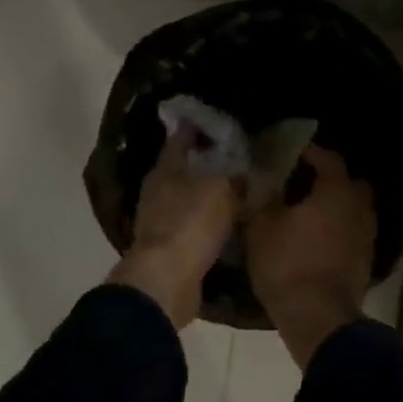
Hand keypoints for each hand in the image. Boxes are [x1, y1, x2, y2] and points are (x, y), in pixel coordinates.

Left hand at [107, 129, 237, 328]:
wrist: (167, 280)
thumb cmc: (191, 223)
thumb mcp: (222, 190)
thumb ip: (234, 176)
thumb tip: (245, 170)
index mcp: (166, 167)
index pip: (181, 137)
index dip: (199, 127)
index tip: (219, 121)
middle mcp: (157, 189)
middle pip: (182, 167)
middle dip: (205, 161)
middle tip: (234, 155)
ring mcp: (158, 219)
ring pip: (185, 196)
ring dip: (205, 192)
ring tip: (233, 187)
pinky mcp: (166, 246)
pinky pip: (190, 224)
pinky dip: (204, 220)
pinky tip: (223, 220)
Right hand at [246, 144, 376, 367]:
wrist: (319, 319)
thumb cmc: (288, 265)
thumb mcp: (261, 228)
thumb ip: (259, 199)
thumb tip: (254, 181)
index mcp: (336, 190)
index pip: (328, 158)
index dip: (309, 153)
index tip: (290, 153)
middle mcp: (359, 207)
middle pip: (349, 182)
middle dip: (329, 179)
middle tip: (303, 183)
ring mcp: (367, 235)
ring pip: (354, 209)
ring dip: (336, 207)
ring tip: (309, 213)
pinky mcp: (366, 260)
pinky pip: (353, 233)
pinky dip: (339, 230)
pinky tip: (318, 239)